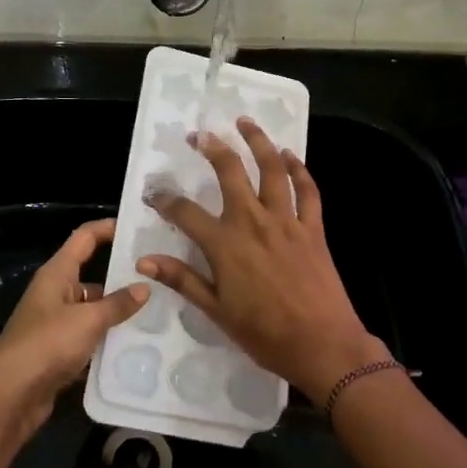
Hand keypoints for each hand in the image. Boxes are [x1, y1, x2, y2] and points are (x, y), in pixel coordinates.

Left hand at [0, 219, 148, 443]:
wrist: (10, 396)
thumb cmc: (47, 344)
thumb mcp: (88, 320)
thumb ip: (117, 304)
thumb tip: (144, 287)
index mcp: (57, 273)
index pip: (85, 237)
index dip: (108, 228)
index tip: (138, 228)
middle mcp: (56, 292)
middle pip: (93, 275)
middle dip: (123, 277)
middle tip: (160, 278)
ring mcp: (56, 323)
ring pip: (94, 310)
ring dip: (118, 313)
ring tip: (158, 313)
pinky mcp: (59, 351)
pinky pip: (90, 338)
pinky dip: (108, 340)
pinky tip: (136, 346)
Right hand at [137, 119, 388, 404]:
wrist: (322, 345)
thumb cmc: (264, 334)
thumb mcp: (216, 311)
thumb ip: (182, 280)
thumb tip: (144, 260)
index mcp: (225, 245)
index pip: (185, 212)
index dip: (165, 200)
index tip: (153, 193)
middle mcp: (253, 222)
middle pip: (230, 172)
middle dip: (213, 148)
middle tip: (200, 134)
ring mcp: (286, 221)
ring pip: (272, 169)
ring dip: (258, 142)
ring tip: (245, 122)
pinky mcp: (313, 228)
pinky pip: (308, 191)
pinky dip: (300, 169)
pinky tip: (290, 154)